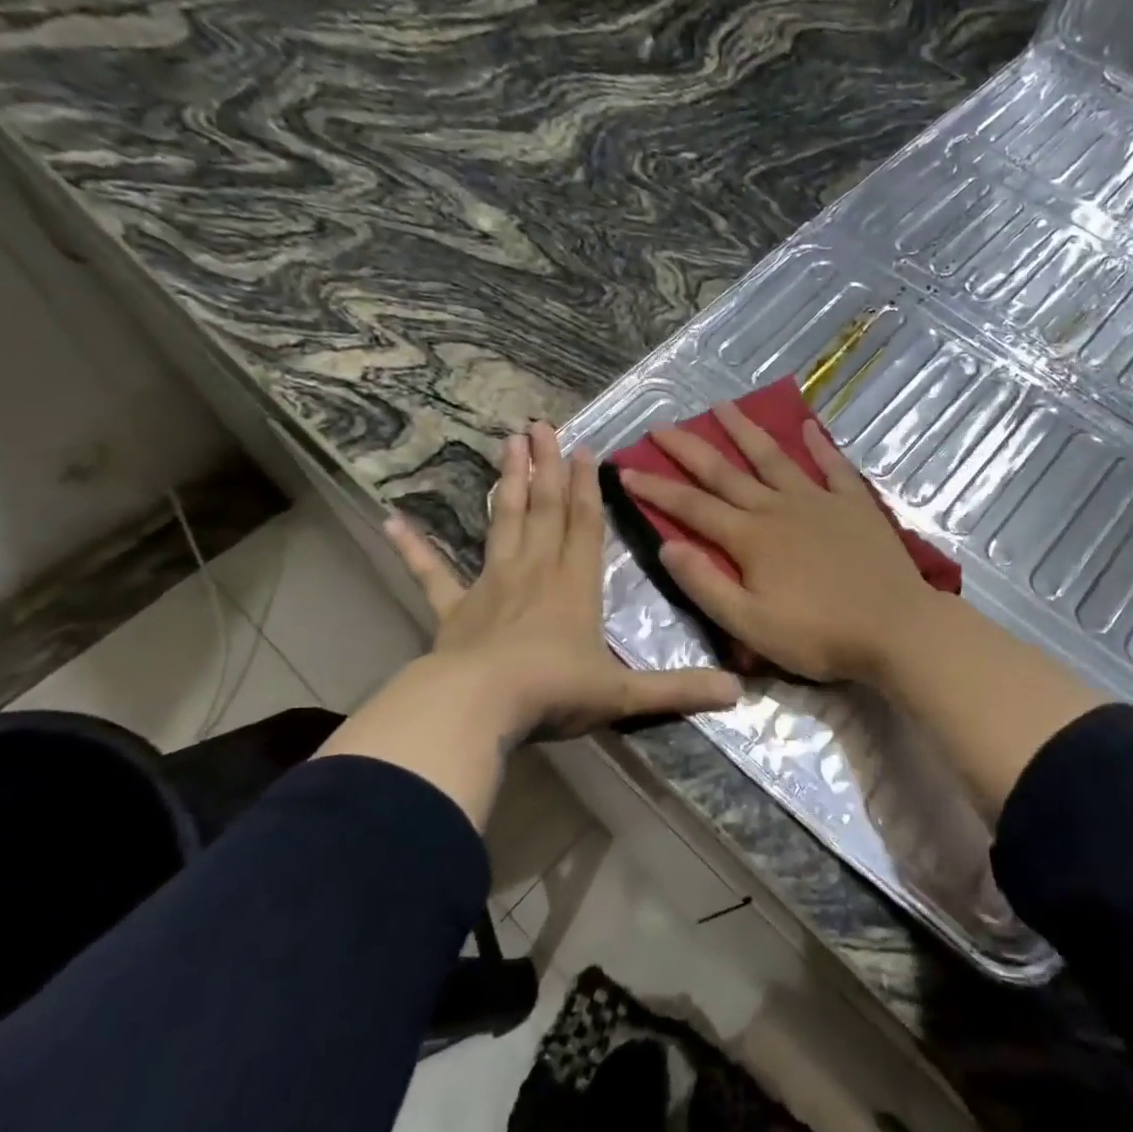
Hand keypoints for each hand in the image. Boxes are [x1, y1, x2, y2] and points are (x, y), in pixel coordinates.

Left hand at [316, 423, 739, 826]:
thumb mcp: (625, 694)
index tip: (585, 448)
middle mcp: (535, 572)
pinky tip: (393, 520)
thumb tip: (739, 693)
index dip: (587, 485)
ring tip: (505, 443)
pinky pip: (432, 573)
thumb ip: (679, 690)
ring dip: (506, 483)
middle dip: (546, 465)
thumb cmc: (554, 692)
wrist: (480, 707)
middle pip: (543, 508)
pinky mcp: (454, 610)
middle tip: (540, 423)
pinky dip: (414, 548)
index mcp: (575, 585)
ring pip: (502, 523)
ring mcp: (491, 586)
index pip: (585, 524)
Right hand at [618, 402, 940, 683]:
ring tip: (722, 406)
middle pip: (725, 472)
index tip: (625, 470)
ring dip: (745, 431)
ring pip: (773, 457)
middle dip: (689, 449)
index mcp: (750, 538)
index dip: (656, 489)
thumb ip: (706, 585)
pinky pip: (833, 466)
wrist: (896, 629)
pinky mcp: (854, 504)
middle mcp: (778, 508)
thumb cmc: (819, 635)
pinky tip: (807, 425)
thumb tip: (667, 546)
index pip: (691, 507)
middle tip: (662, 426)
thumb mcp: (751, 624)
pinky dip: (819, 444)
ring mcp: (818, 501)